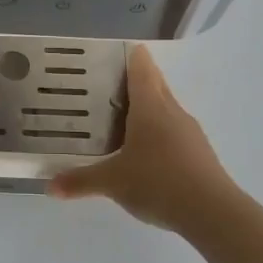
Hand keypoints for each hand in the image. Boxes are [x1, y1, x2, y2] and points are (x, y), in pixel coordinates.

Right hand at [48, 45, 238, 234]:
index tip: (121, 49)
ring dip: (149, 107)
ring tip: (124, 116)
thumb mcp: (112, 182)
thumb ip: (80, 181)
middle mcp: (172, 112)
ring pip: (166, 109)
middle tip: (112, 81)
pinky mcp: (199, 153)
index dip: (132, 56)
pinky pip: (174, 131)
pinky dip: (159, 132)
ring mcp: (189, 133)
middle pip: (156, 85)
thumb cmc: (158, 182)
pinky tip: (146, 151)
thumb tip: (49, 186)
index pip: (142, 70)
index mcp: (150, 108)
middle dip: (138, 79)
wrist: (212, 212)